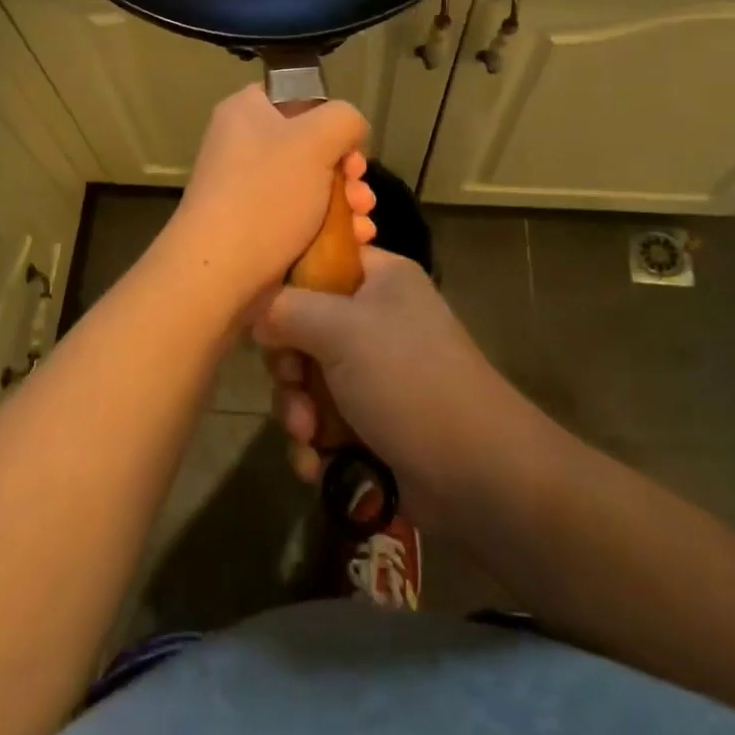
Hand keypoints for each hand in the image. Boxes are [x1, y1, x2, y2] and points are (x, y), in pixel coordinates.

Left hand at [161, 84, 375, 308]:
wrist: (220, 270)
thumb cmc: (267, 193)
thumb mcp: (316, 140)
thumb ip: (344, 119)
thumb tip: (349, 132)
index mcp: (246, 111)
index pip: (297, 97)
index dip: (330, 119)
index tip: (350, 148)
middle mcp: (243, 145)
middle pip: (311, 147)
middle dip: (347, 172)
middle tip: (361, 193)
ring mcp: (247, 190)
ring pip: (312, 186)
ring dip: (346, 203)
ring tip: (362, 225)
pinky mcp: (255, 228)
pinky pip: (301, 218)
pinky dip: (330, 227)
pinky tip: (356, 241)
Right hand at [255, 247, 532, 534]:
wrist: (477, 472)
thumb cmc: (408, 380)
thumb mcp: (341, 330)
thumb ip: (287, 309)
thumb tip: (258, 314)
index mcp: (380, 278)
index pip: (319, 262)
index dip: (287, 287)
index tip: (266, 318)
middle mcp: (378, 318)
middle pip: (305, 327)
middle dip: (290, 367)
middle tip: (294, 386)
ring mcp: (377, 372)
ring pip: (310, 380)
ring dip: (299, 412)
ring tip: (309, 437)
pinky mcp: (374, 421)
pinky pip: (326, 421)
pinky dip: (316, 443)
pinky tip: (316, 465)